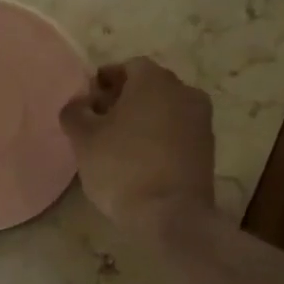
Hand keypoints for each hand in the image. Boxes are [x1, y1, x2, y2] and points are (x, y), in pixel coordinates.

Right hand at [59, 58, 215, 234]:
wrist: (172, 215)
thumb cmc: (123, 167)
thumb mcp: (84, 138)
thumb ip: (75, 111)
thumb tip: (80, 103)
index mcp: (154, 80)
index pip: (126, 67)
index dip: (104, 82)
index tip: (87, 103)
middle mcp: (184, 91)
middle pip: (148, 87)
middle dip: (123, 99)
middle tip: (99, 122)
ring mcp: (201, 120)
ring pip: (165, 110)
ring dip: (143, 119)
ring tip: (118, 144)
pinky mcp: (208, 149)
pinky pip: (177, 132)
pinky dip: (159, 138)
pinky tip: (140, 160)